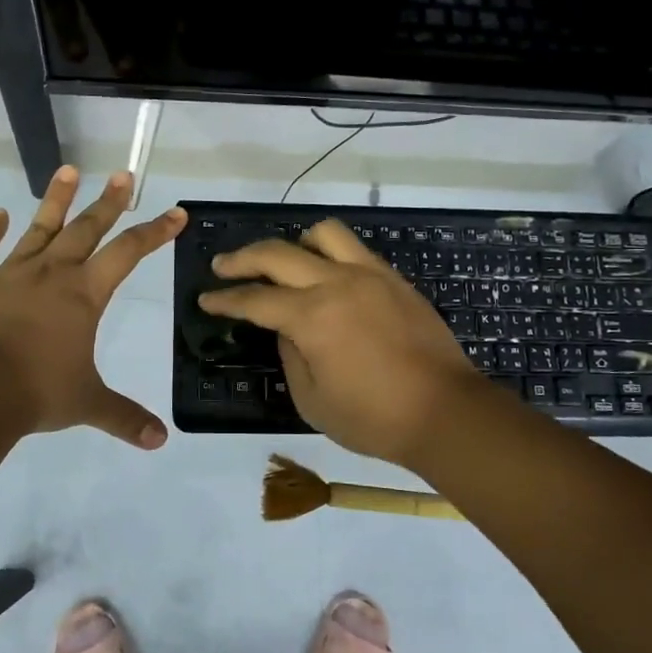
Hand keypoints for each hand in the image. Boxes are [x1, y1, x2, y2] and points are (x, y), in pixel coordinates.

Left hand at [0, 166, 185, 448]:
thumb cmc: (39, 391)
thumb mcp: (88, 403)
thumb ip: (124, 417)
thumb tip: (159, 441)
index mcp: (84, 294)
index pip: (128, 253)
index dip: (155, 231)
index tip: (176, 212)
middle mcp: (52, 273)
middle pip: (86, 229)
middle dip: (108, 202)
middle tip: (123, 175)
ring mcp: (10, 273)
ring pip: (38, 227)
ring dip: (55, 199)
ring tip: (68, 169)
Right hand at [199, 221, 480, 465]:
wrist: (446, 412)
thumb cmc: (373, 418)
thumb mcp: (312, 400)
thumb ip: (290, 355)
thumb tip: (284, 328)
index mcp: (311, 317)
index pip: (255, 299)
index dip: (225, 299)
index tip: (205, 298)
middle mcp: (336, 283)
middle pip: (277, 254)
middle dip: (241, 259)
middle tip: (222, 266)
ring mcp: (369, 275)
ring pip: (322, 234)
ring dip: (293, 243)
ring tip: (282, 262)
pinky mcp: (393, 279)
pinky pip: (354, 249)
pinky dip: (329, 252)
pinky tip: (325, 273)